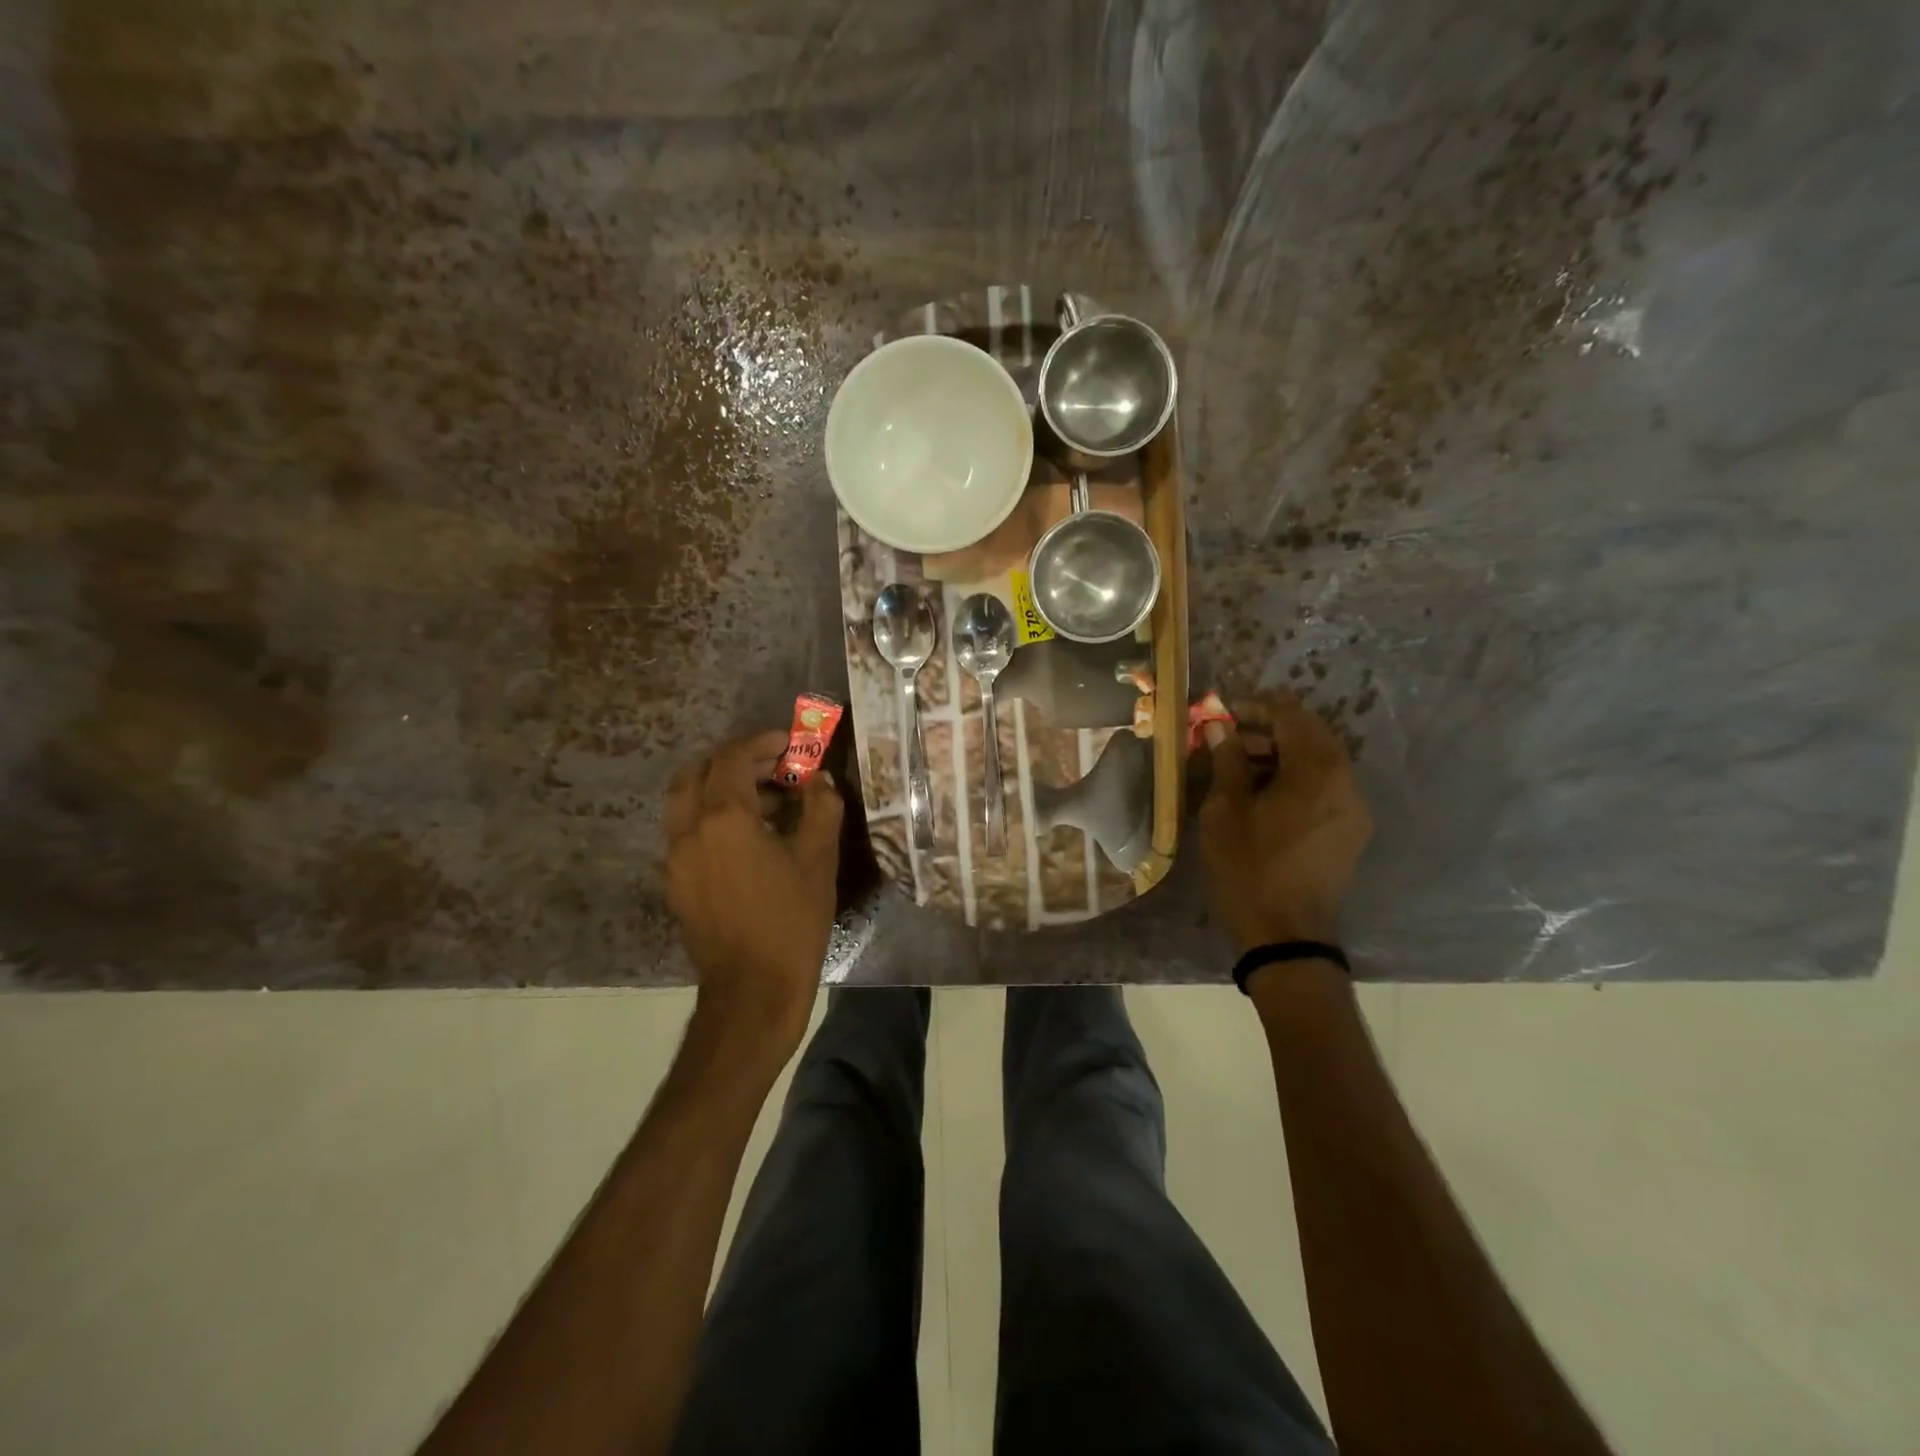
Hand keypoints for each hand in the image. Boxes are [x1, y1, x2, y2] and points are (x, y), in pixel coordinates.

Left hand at [665, 730, 844, 1058]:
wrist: (752, 991)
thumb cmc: (791, 921)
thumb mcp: (819, 859)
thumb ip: (821, 807)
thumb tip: (819, 780)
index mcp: (724, 817)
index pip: (733, 757)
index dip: (763, 742)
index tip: (791, 744)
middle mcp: (689, 829)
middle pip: (698, 772)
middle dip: (735, 761)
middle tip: (773, 767)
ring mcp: (676, 858)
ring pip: (687, 801)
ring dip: (721, 788)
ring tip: (767, 802)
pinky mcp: (676, 883)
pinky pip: (688, 831)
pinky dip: (713, 817)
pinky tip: (750, 840)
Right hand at [1199, 693, 1372, 952]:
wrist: (1286, 936)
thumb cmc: (1248, 869)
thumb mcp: (1225, 811)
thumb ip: (1227, 762)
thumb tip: (1222, 727)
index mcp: (1316, 771)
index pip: (1291, 715)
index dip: (1256, 706)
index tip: (1224, 711)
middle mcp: (1345, 782)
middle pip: (1311, 735)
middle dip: (1270, 728)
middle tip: (1229, 736)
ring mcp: (1354, 808)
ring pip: (1320, 761)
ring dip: (1283, 753)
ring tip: (1242, 766)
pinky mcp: (1351, 830)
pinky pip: (1326, 786)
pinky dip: (1297, 777)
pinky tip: (1266, 793)